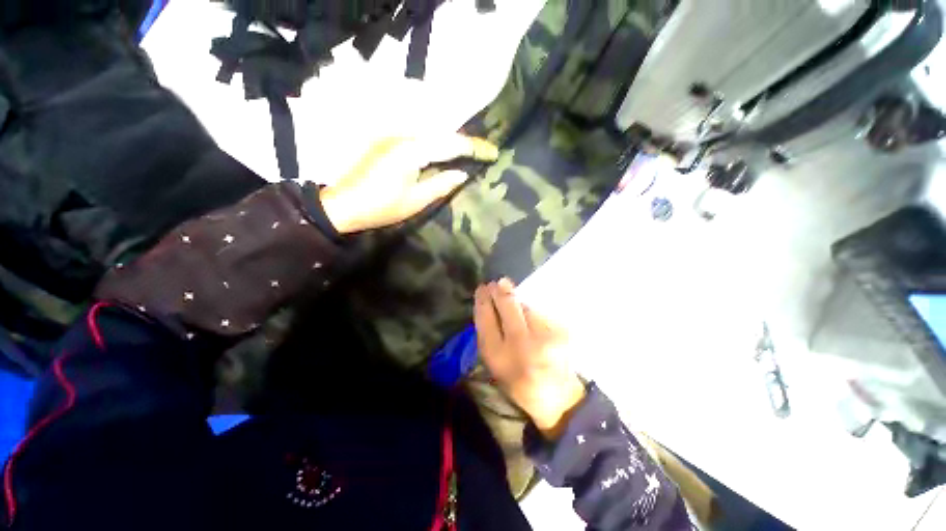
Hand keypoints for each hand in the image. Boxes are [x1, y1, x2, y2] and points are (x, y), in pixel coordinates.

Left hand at [320, 134, 498, 232]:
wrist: (344, 205)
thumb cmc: (381, 207)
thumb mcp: (416, 201)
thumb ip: (442, 184)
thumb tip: (462, 174)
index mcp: (412, 150)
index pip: (451, 143)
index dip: (474, 148)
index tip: (493, 153)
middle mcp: (404, 135)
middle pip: (443, 133)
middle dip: (466, 142)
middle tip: (485, 152)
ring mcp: (394, 136)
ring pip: (432, 133)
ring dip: (452, 141)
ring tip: (470, 152)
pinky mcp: (389, 142)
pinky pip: (420, 138)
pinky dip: (437, 144)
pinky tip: (446, 153)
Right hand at [474, 278, 586, 440]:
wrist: (557, 398)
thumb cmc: (518, 381)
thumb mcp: (494, 363)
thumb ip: (488, 334)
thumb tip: (488, 302)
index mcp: (499, 357)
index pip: (486, 318)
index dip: (483, 300)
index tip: (482, 288)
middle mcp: (521, 345)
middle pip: (507, 305)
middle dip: (500, 290)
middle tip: (496, 283)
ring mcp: (544, 336)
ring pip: (525, 306)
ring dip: (517, 302)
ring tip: (517, 311)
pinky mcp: (561, 331)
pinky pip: (540, 312)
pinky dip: (533, 312)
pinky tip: (532, 320)